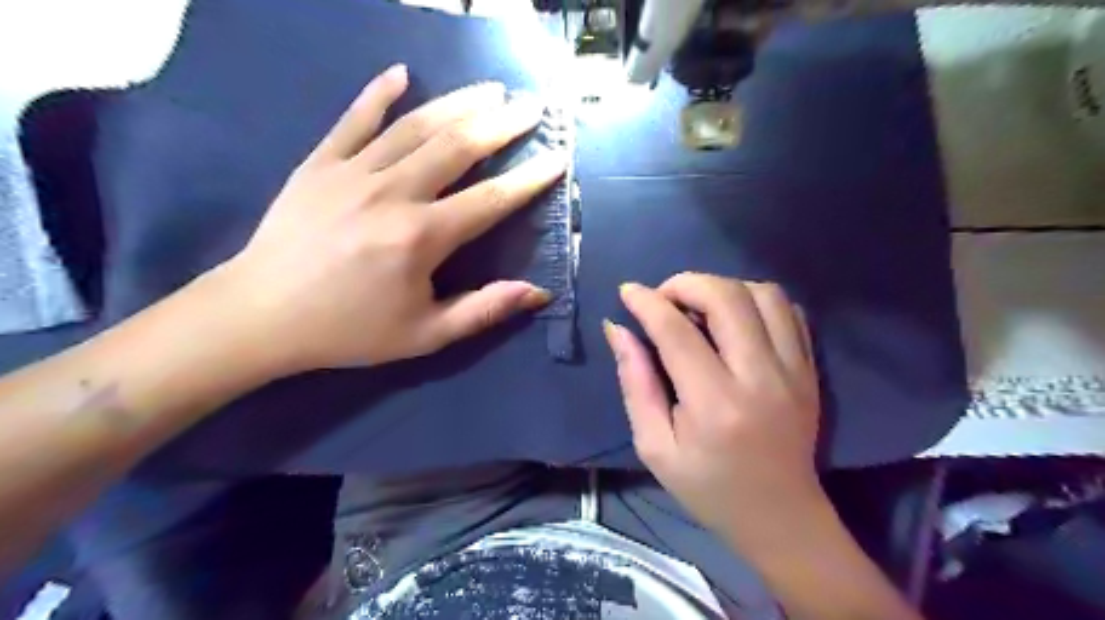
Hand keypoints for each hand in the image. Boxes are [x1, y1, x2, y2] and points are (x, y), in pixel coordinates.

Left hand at [211, 63, 564, 371]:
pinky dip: (379, 94)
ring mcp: (352, 172)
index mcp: (421, 237)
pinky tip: (402, 73)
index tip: (557, 158)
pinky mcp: (319, 163)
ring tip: (491, 89)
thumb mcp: (424, 335)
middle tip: (531, 107)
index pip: (490, 200)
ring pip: (415, 126)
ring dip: (458, 103)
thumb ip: (483, 311)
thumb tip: (538, 294)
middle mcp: (393, 194)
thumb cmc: (349, 330)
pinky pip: (354, 119)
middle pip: (458, 147)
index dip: (529, 179)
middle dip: (501, 124)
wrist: (260, 315)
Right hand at [603, 273, 819, 538]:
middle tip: (663, 299)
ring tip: (698, 307)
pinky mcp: (810, 369)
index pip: (677, 331)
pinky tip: (735, 320)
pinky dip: (756, 301)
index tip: (627, 291)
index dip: (647, 302)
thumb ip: (635, 383)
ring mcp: (794, 370)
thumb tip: (617, 329)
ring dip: (723, 288)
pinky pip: (789, 311)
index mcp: (715, 404)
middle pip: (726, 298)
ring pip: (763, 294)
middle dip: (685, 284)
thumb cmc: (708, 487)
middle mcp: (760, 378)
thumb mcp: (655, 446)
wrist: (780, 516)